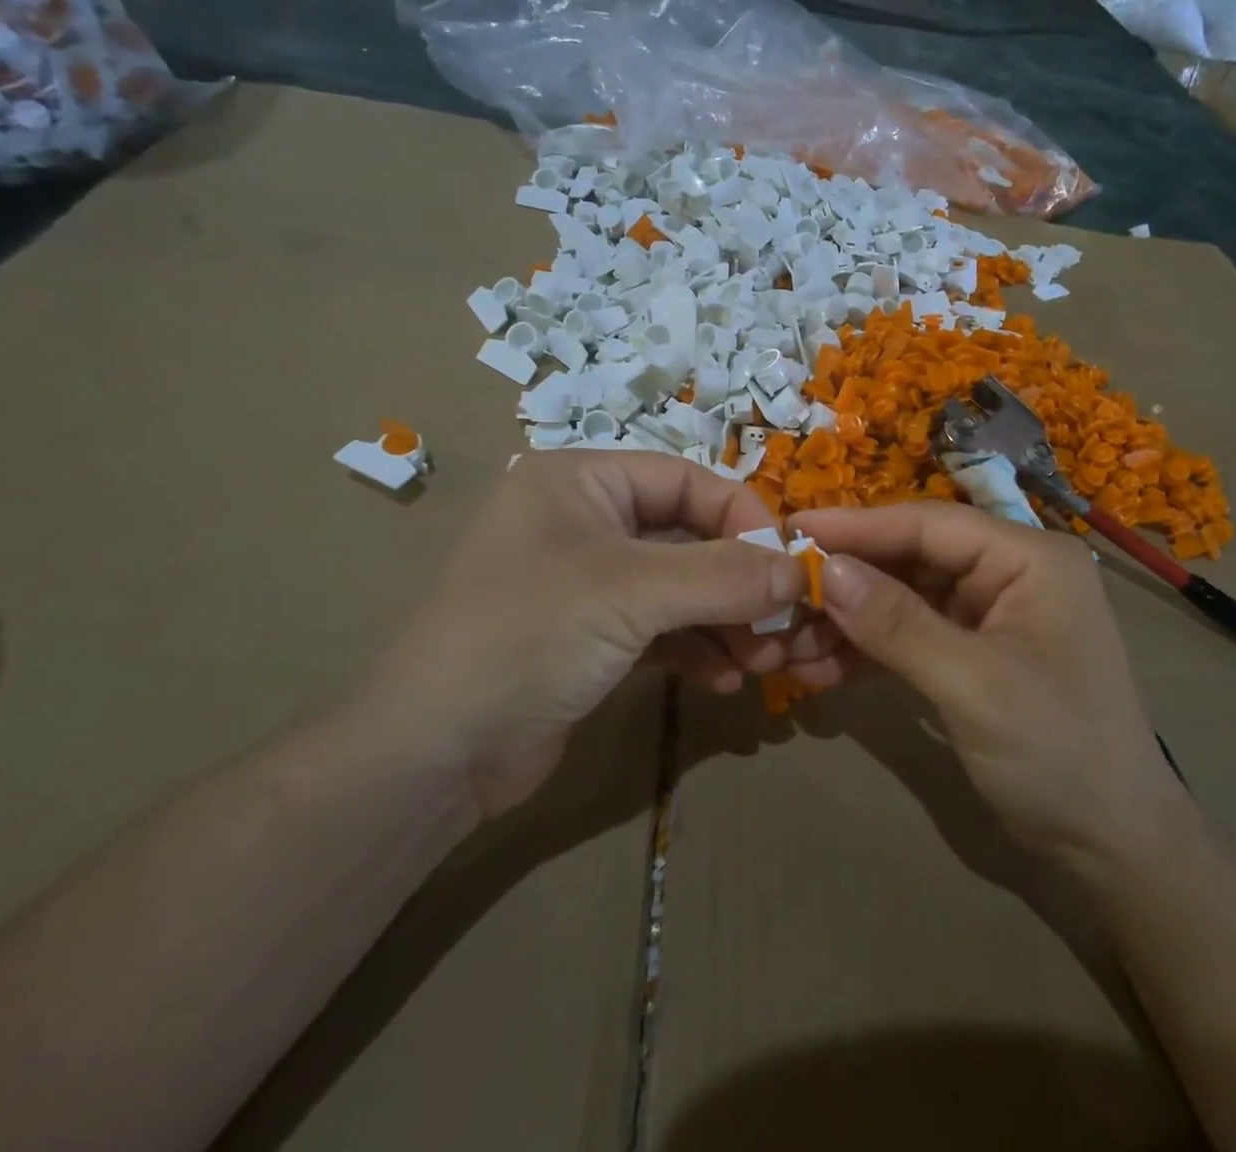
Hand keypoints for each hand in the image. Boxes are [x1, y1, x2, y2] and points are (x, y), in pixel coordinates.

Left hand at [355, 452, 839, 818]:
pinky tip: (726, 680)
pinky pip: (663, 628)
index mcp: (584, 481)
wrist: (434, 755)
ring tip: (763, 661)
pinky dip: (698, 648)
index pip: (687, 480)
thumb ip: (723, 575)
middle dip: (739, 582)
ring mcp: (590, 582)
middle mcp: (588, 521)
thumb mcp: (631, 593)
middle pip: (689, 536)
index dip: (743, 518)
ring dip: (726, 621)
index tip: (788, 566)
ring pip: (681, 587)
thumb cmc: (528, 636)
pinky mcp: (593, 636)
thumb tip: (801, 570)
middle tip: (783, 624)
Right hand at [789, 502, 1189, 860]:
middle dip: (848, 580)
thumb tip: (826, 569)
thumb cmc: (1057, 752)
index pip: (929, 524)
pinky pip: (911, 634)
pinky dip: (869, 649)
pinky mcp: (973, 651)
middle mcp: (1009, 572)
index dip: (858, 526)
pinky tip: (821, 669)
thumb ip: (897, 623)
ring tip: (791, 644)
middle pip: (911, 558)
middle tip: (782, 592)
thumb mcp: (973, 684)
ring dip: (850, 620)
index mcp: (1027, 558)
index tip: (793, 527)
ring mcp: (990, 612)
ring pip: (903, 597)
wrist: (1112, 845)